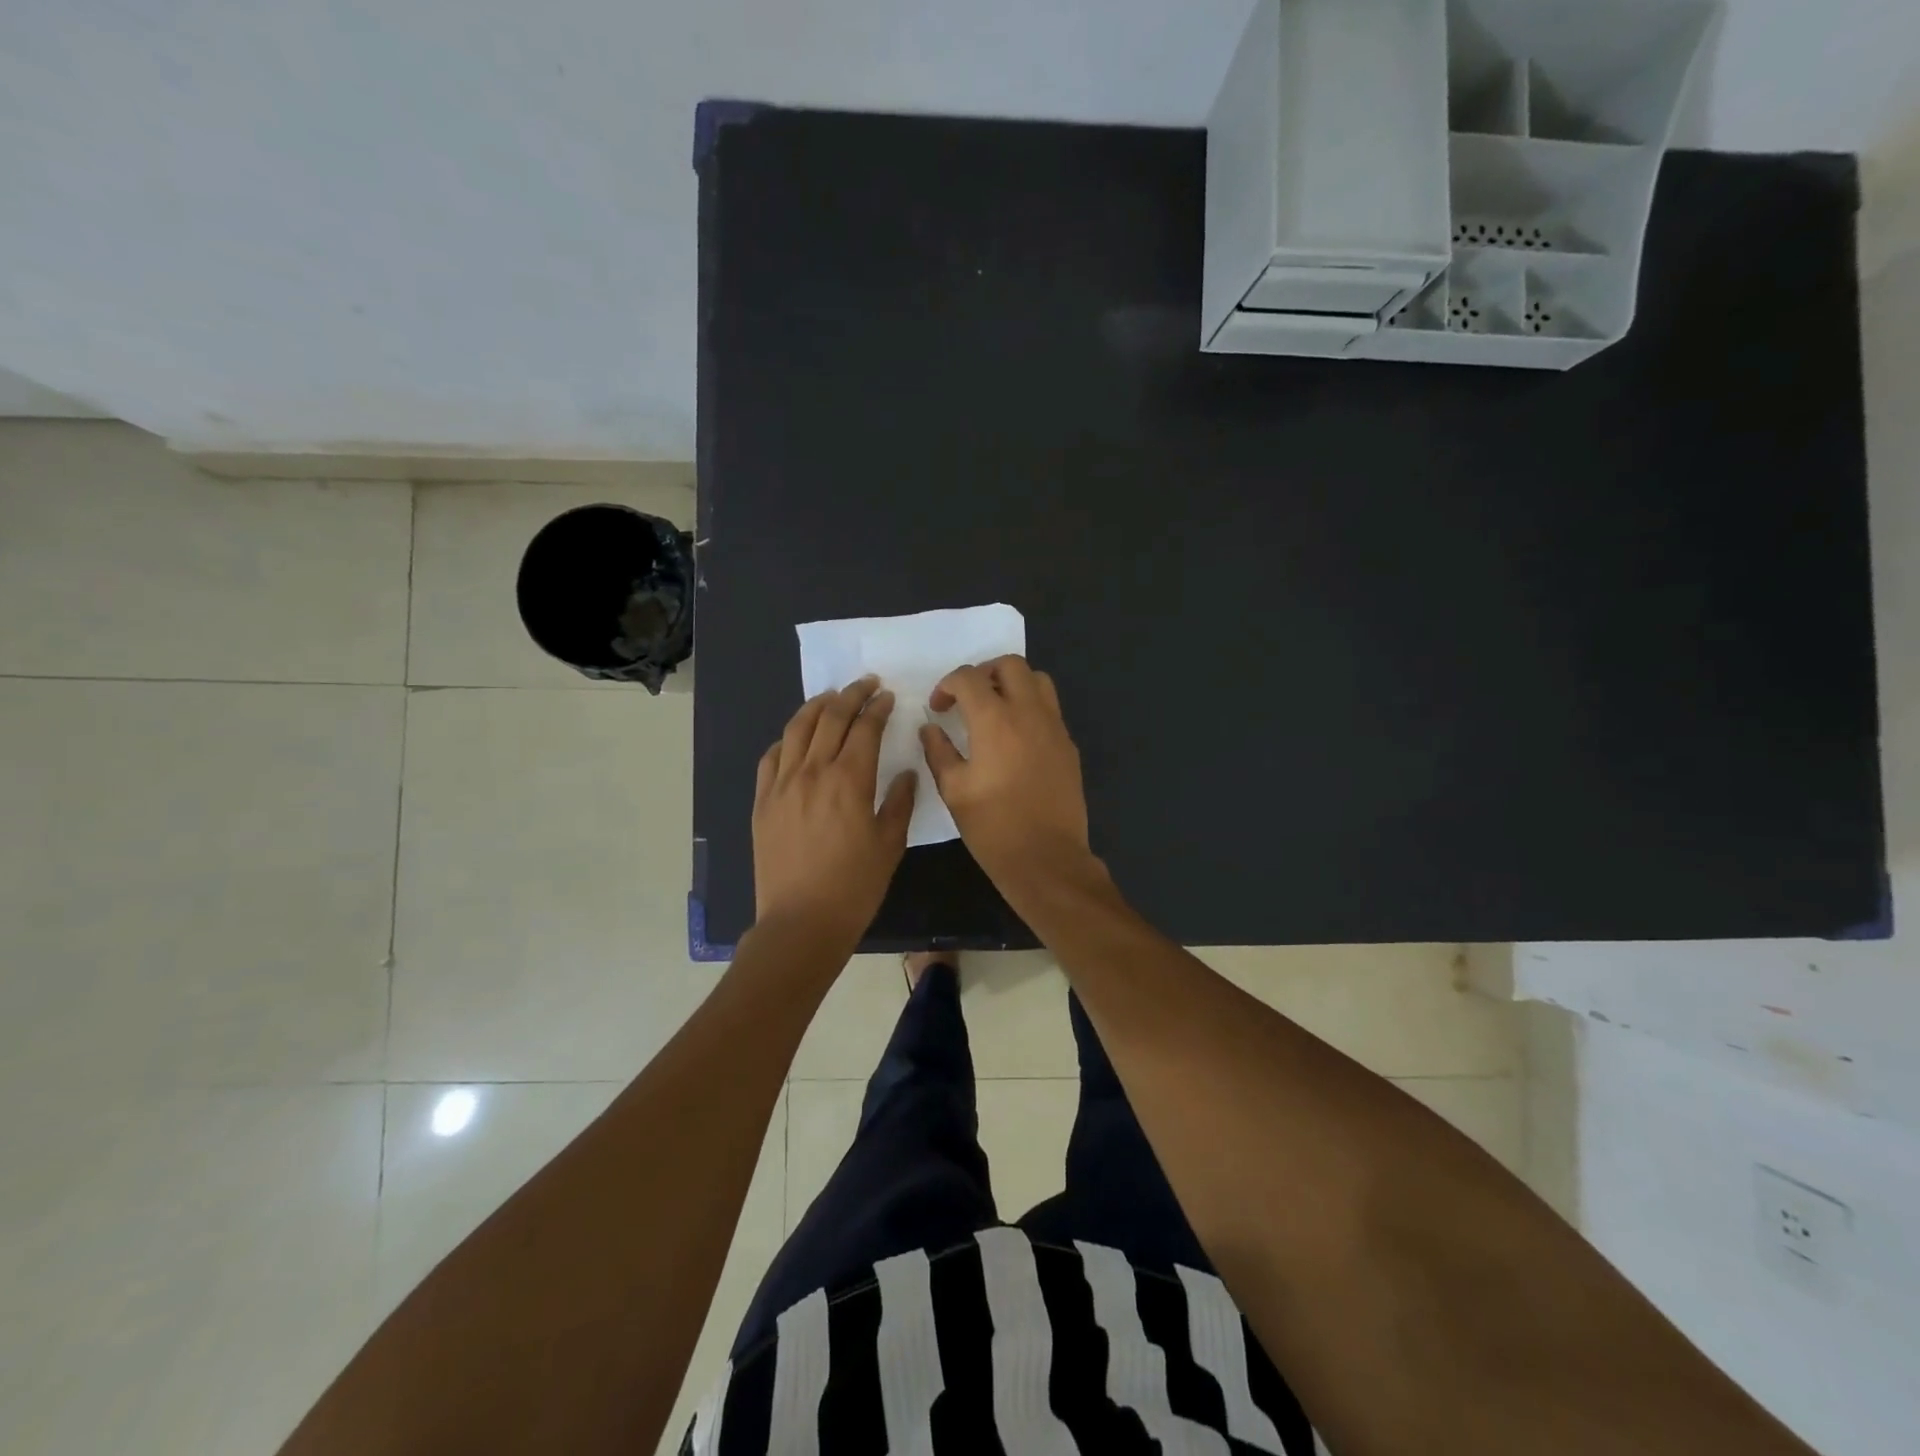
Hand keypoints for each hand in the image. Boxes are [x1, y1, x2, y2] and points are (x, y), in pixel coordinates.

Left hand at [754, 676, 916, 944]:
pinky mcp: (763, 801)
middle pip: (831, 719)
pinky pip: (772, 757)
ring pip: (797, 729)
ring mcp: (782, 784)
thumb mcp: (889, 845)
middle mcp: (813, 772)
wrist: (801, 922)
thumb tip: (905, 774)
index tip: (887, 696)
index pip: (864, 729)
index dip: (877, 708)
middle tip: (865, 684)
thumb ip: (899, 803)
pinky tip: (796, 738)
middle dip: (851, 695)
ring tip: (831, 698)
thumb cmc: (854, 886)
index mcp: (849, 780)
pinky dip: (787, 739)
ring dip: (817, 707)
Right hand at [920, 655, 1093, 894]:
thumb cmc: (993, 827)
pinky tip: (1015, 738)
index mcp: (995, 720)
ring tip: (994, 710)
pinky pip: (1050, 709)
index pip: (969, 678)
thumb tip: (931, 728)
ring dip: (1013, 684)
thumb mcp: (953, 791)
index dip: (947, 685)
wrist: (1046, 859)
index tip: (938, 708)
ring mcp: (1055, 727)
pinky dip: (1030, 708)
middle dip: (983, 672)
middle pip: (1010, 664)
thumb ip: (938, 751)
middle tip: (967, 698)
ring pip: (1038, 680)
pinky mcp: (1069, 746)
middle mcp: (1029, 713)